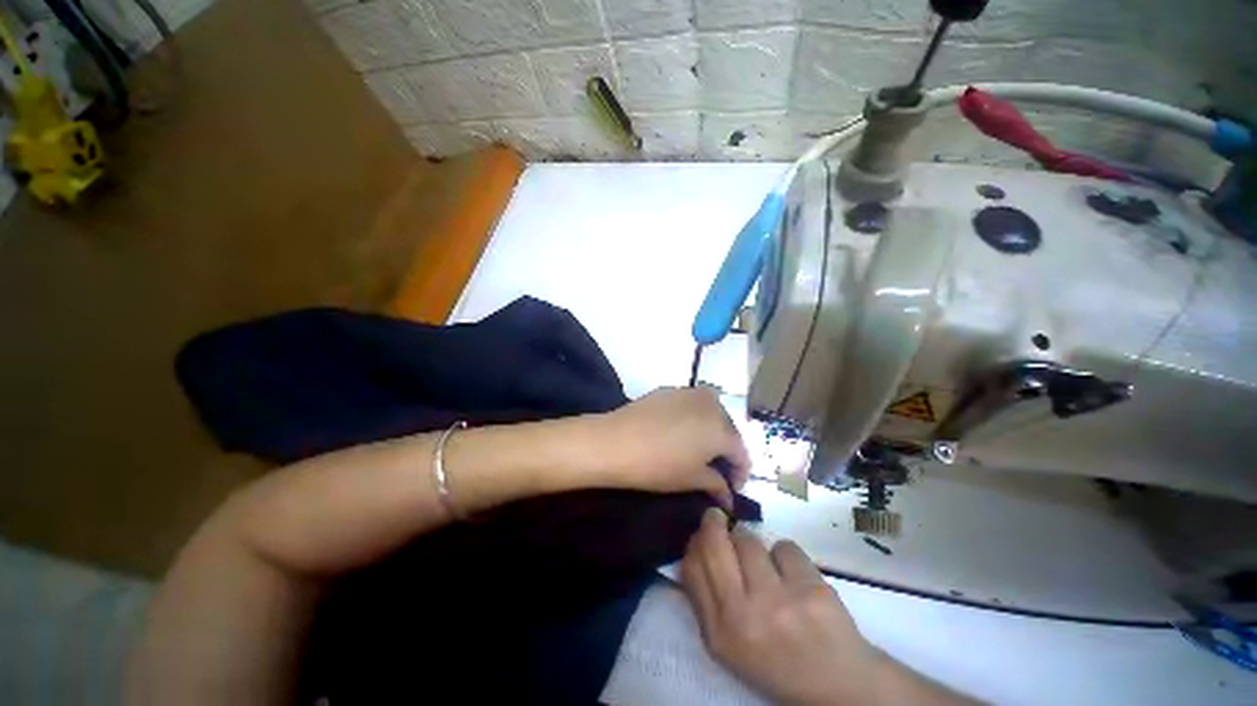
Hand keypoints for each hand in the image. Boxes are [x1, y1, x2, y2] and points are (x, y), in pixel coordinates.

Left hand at [581, 387, 749, 506]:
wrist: (615, 441)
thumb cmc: (659, 465)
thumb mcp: (692, 479)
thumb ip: (717, 484)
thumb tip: (728, 494)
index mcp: (722, 428)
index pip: (742, 452)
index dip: (741, 473)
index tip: (733, 489)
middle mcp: (712, 404)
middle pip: (728, 429)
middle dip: (726, 450)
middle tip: (717, 470)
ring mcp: (689, 393)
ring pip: (710, 413)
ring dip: (711, 431)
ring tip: (700, 450)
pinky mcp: (669, 390)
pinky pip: (691, 405)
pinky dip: (693, 419)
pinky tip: (680, 432)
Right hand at [681, 509, 876, 705]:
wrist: (839, 685)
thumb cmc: (776, 661)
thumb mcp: (730, 645)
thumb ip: (707, 600)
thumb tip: (696, 546)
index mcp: (720, 633)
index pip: (692, 567)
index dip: (695, 542)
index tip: (702, 535)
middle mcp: (744, 615)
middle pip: (715, 544)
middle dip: (714, 522)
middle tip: (718, 516)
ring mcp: (779, 601)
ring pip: (749, 541)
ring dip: (752, 543)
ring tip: (763, 562)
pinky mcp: (811, 588)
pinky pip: (784, 546)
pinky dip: (786, 555)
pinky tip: (794, 575)